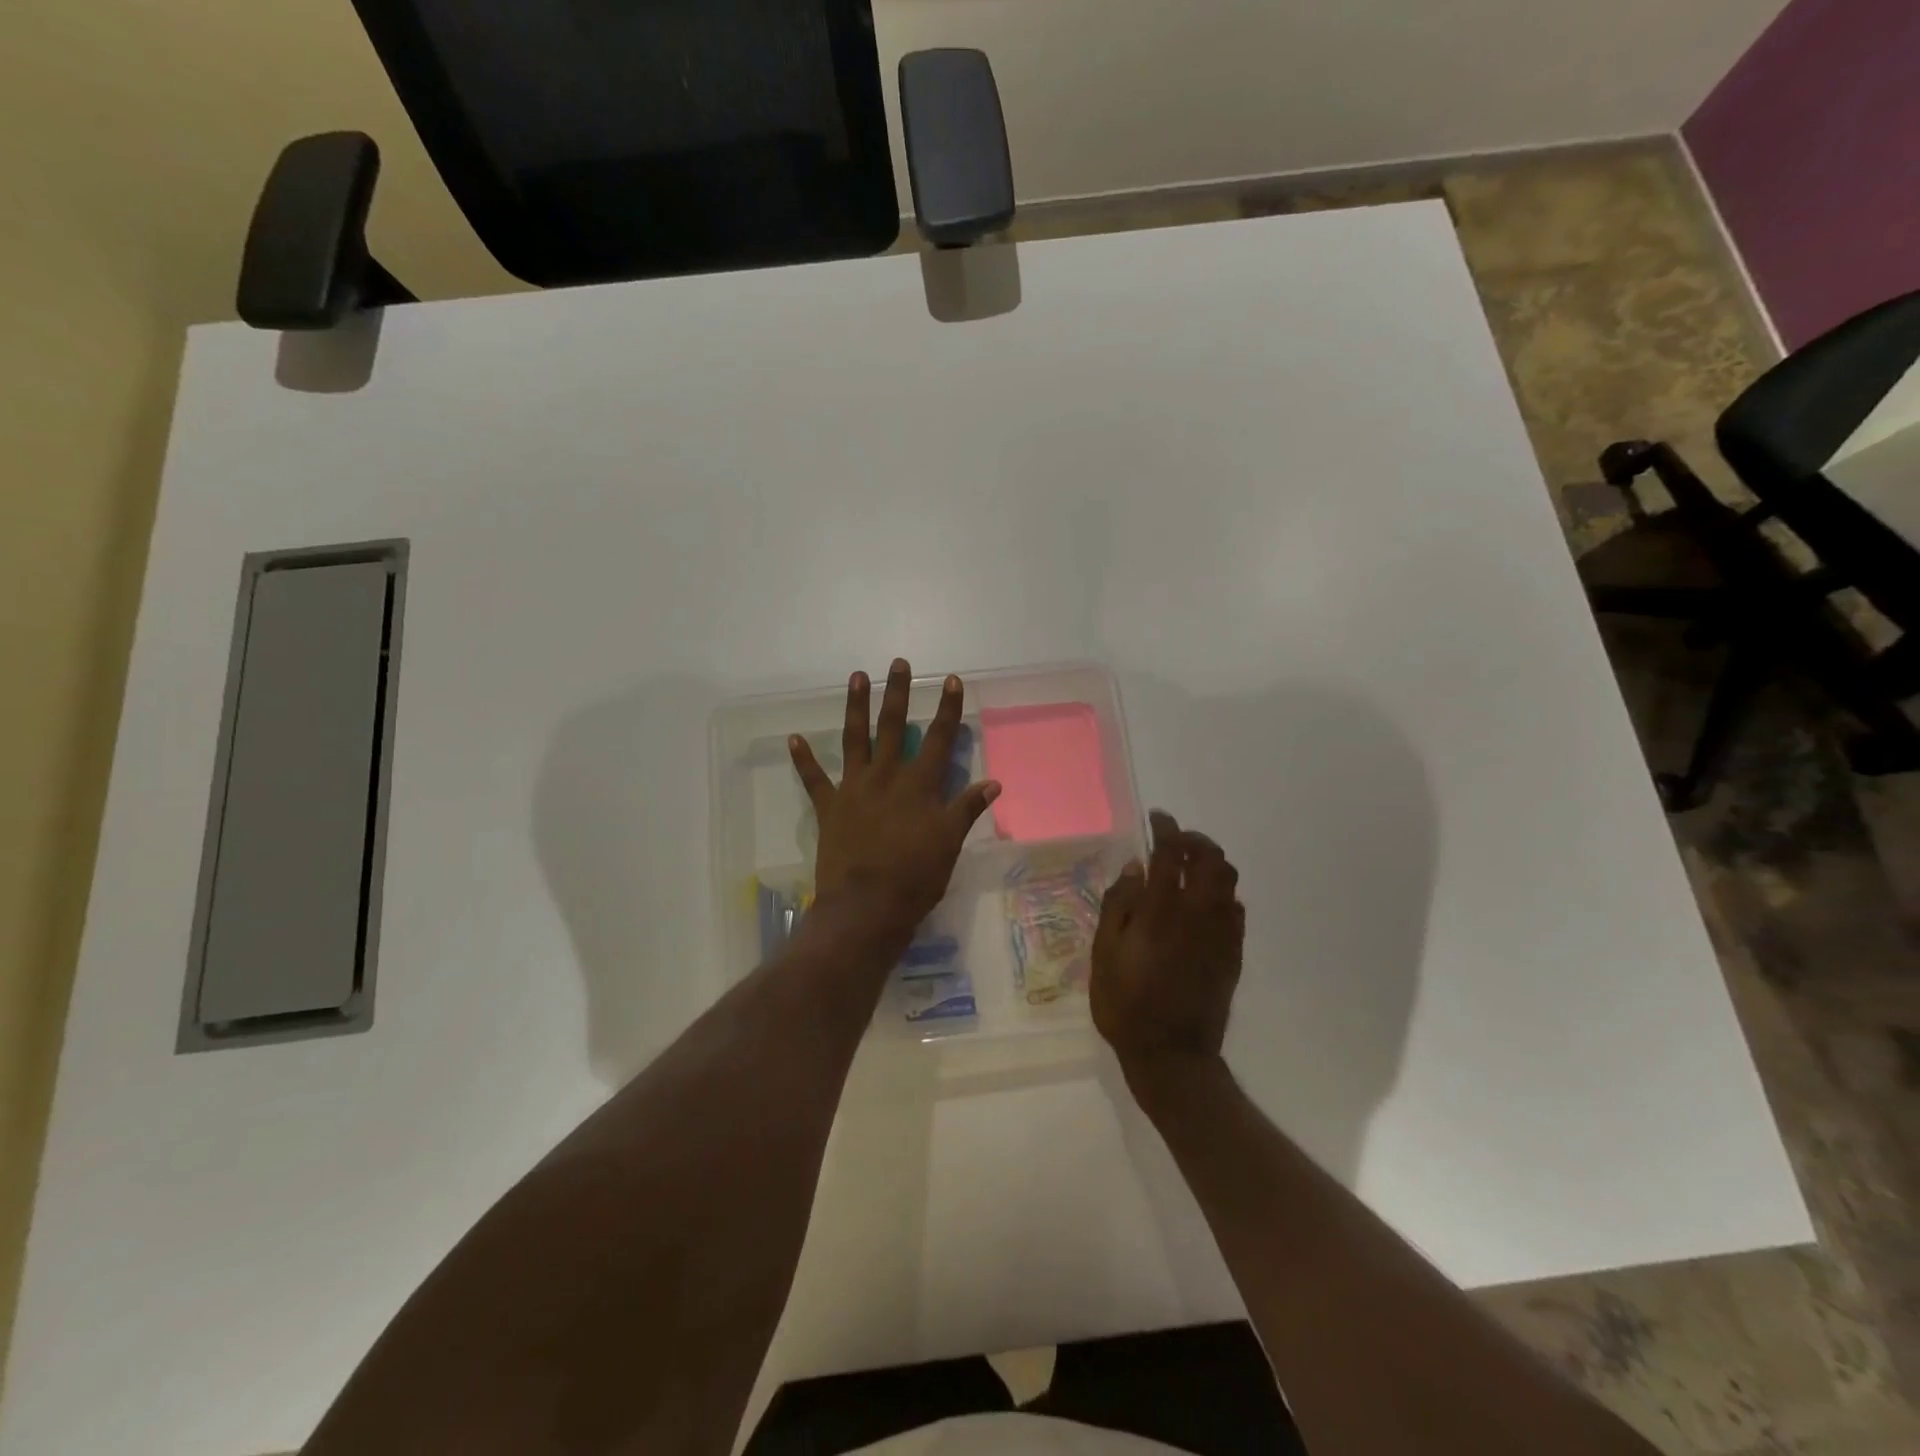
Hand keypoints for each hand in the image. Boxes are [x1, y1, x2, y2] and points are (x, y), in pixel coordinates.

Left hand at [789, 659, 999, 939]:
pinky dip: (803, 760)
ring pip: (855, 739)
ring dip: (856, 707)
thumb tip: (993, 783)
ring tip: (857, 677)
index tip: (950, 680)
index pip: (938, 738)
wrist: (866, 907)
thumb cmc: (915, 877)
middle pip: (893, 727)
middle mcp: (886, 777)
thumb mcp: (950, 844)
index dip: (946, 709)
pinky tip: (793, 738)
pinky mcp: (830, 807)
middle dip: (897, 694)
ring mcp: (854, 789)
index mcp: (919, 785)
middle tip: (897, 663)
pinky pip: (813, 779)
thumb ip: (967, 809)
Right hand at [1091, 811, 1243, 1074]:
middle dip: (1194, 841)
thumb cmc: (1125, 1003)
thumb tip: (1136, 868)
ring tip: (1189, 867)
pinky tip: (1203, 903)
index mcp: (1162, 910)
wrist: (1172, 1054)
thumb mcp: (1104, 953)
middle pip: (1210, 859)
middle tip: (1175, 841)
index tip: (1158, 818)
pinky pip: (1235, 909)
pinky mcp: (1233, 953)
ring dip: (1211, 863)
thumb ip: (1119, 905)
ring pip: (1228, 881)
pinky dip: (1221, 893)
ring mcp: (1221, 933)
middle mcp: (1198, 913)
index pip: (1170, 854)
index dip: (1166, 829)